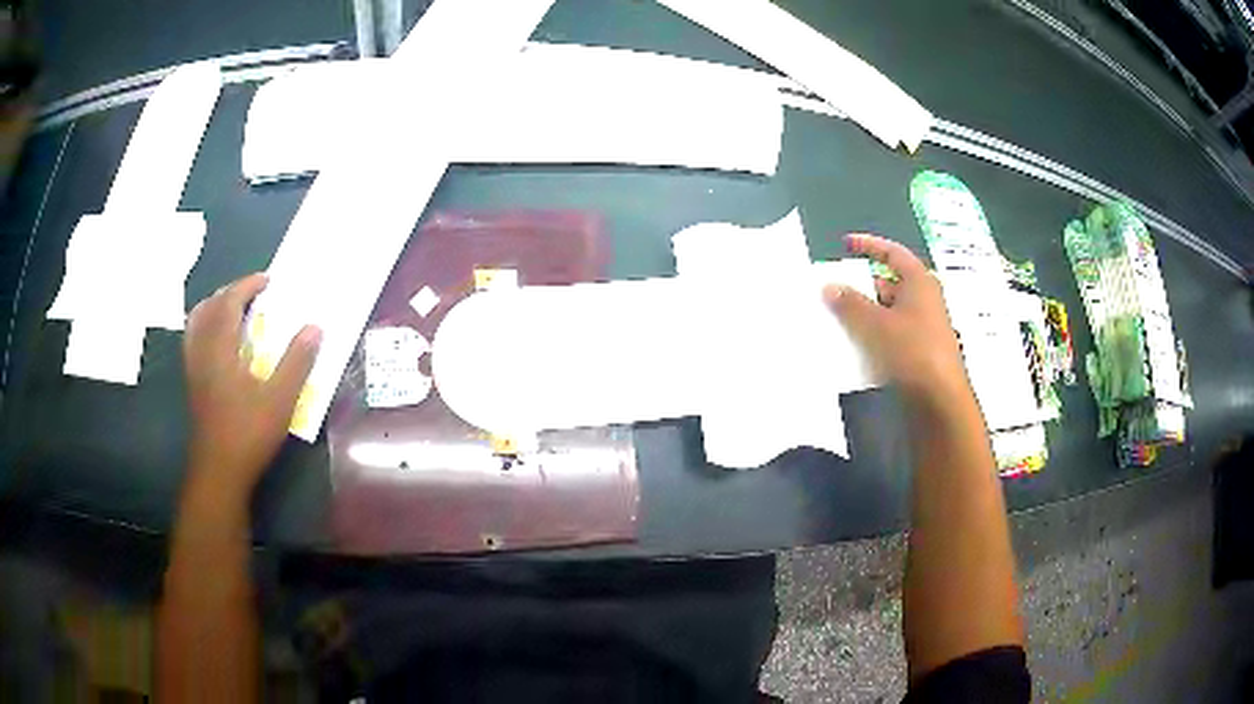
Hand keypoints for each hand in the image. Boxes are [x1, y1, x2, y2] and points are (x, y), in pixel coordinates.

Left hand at [183, 273, 320, 499]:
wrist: (219, 472)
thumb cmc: (248, 434)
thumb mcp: (280, 400)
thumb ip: (297, 362)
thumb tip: (315, 327)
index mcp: (220, 348)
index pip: (229, 302)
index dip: (247, 285)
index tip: (267, 280)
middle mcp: (202, 352)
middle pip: (209, 308)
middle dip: (230, 293)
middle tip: (252, 293)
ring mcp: (194, 369)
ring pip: (196, 324)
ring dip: (213, 308)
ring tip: (232, 310)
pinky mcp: (193, 385)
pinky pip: (193, 342)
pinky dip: (205, 329)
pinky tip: (219, 343)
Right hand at [824, 233, 967, 399]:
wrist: (939, 400)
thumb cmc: (912, 351)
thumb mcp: (876, 324)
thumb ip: (850, 304)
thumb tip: (830, 287)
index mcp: (919, 282)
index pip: (892, 253)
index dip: (869, 245)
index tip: (845, 245)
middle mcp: (923, 300)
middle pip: (888, 285)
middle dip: (860, 288)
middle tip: (833, 293)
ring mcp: (922, 327)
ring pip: (887, 313)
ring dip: (863, 316)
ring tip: (836, 322)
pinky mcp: (918, 352)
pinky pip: (890, 335)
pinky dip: (872, 337)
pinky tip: (854, 348)